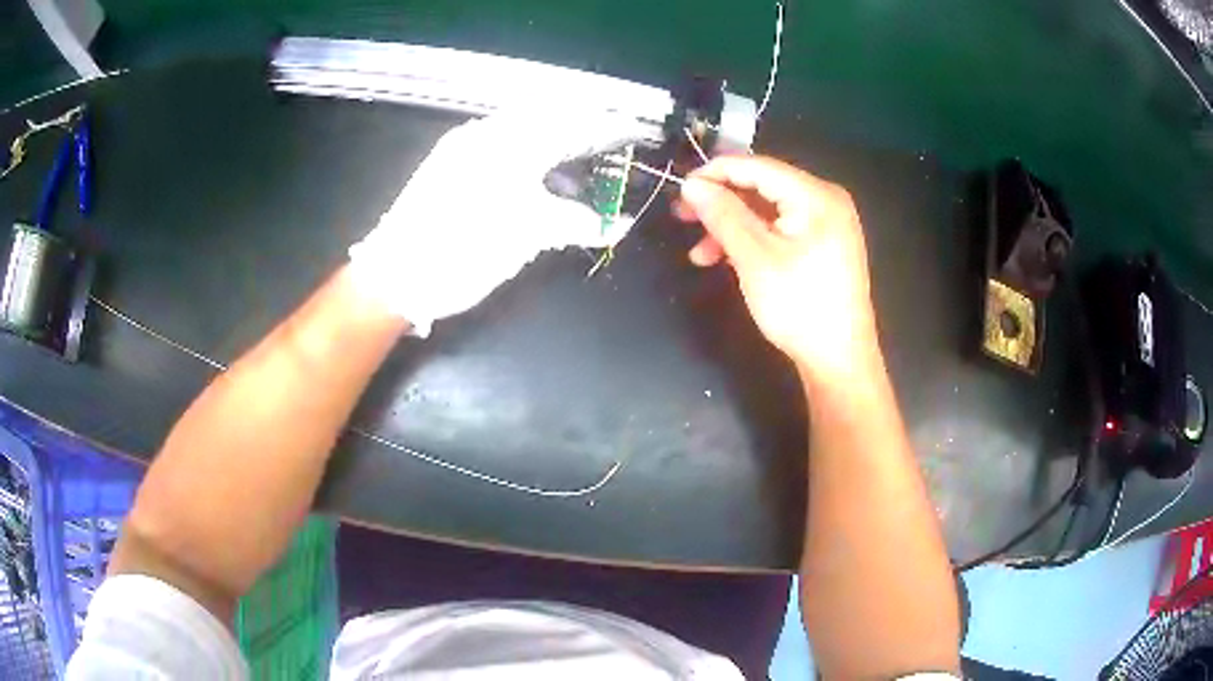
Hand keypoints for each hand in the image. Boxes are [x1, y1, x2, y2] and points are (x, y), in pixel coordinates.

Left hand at [349, 112, 644, 334]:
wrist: (393, 276)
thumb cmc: (461, 250)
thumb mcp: (526, 236)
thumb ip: (577, 222)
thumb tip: (618, 224)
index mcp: (507, 142)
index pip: (570, 121)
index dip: (606, 124)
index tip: (634, 131)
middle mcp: (484, 133)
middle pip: (546, 117)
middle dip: (582, 128)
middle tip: (609, 148)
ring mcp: (463, 148)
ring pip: (521, 131)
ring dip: (554, 143)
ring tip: (578, 170)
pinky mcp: (449, 165)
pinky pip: (500, 147)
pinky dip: (527, 156)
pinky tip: (538, 180)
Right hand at [675, 155, 878, 380]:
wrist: (839, 361)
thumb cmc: (800, 307)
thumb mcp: (754, 258)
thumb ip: (722, 215)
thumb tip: (691, 184)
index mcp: (816, 195)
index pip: (758, 167)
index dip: (715, 173)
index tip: (679, 189)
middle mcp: (824, 201)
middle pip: (762, 187)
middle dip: (720, 203)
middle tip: (682, 217)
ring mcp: (825, 224)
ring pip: (766, 211)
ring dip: (730, 227)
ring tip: (699, 253)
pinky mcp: (821, 245)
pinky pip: (779, 230)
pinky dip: (751, 241)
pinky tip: (724, 260)